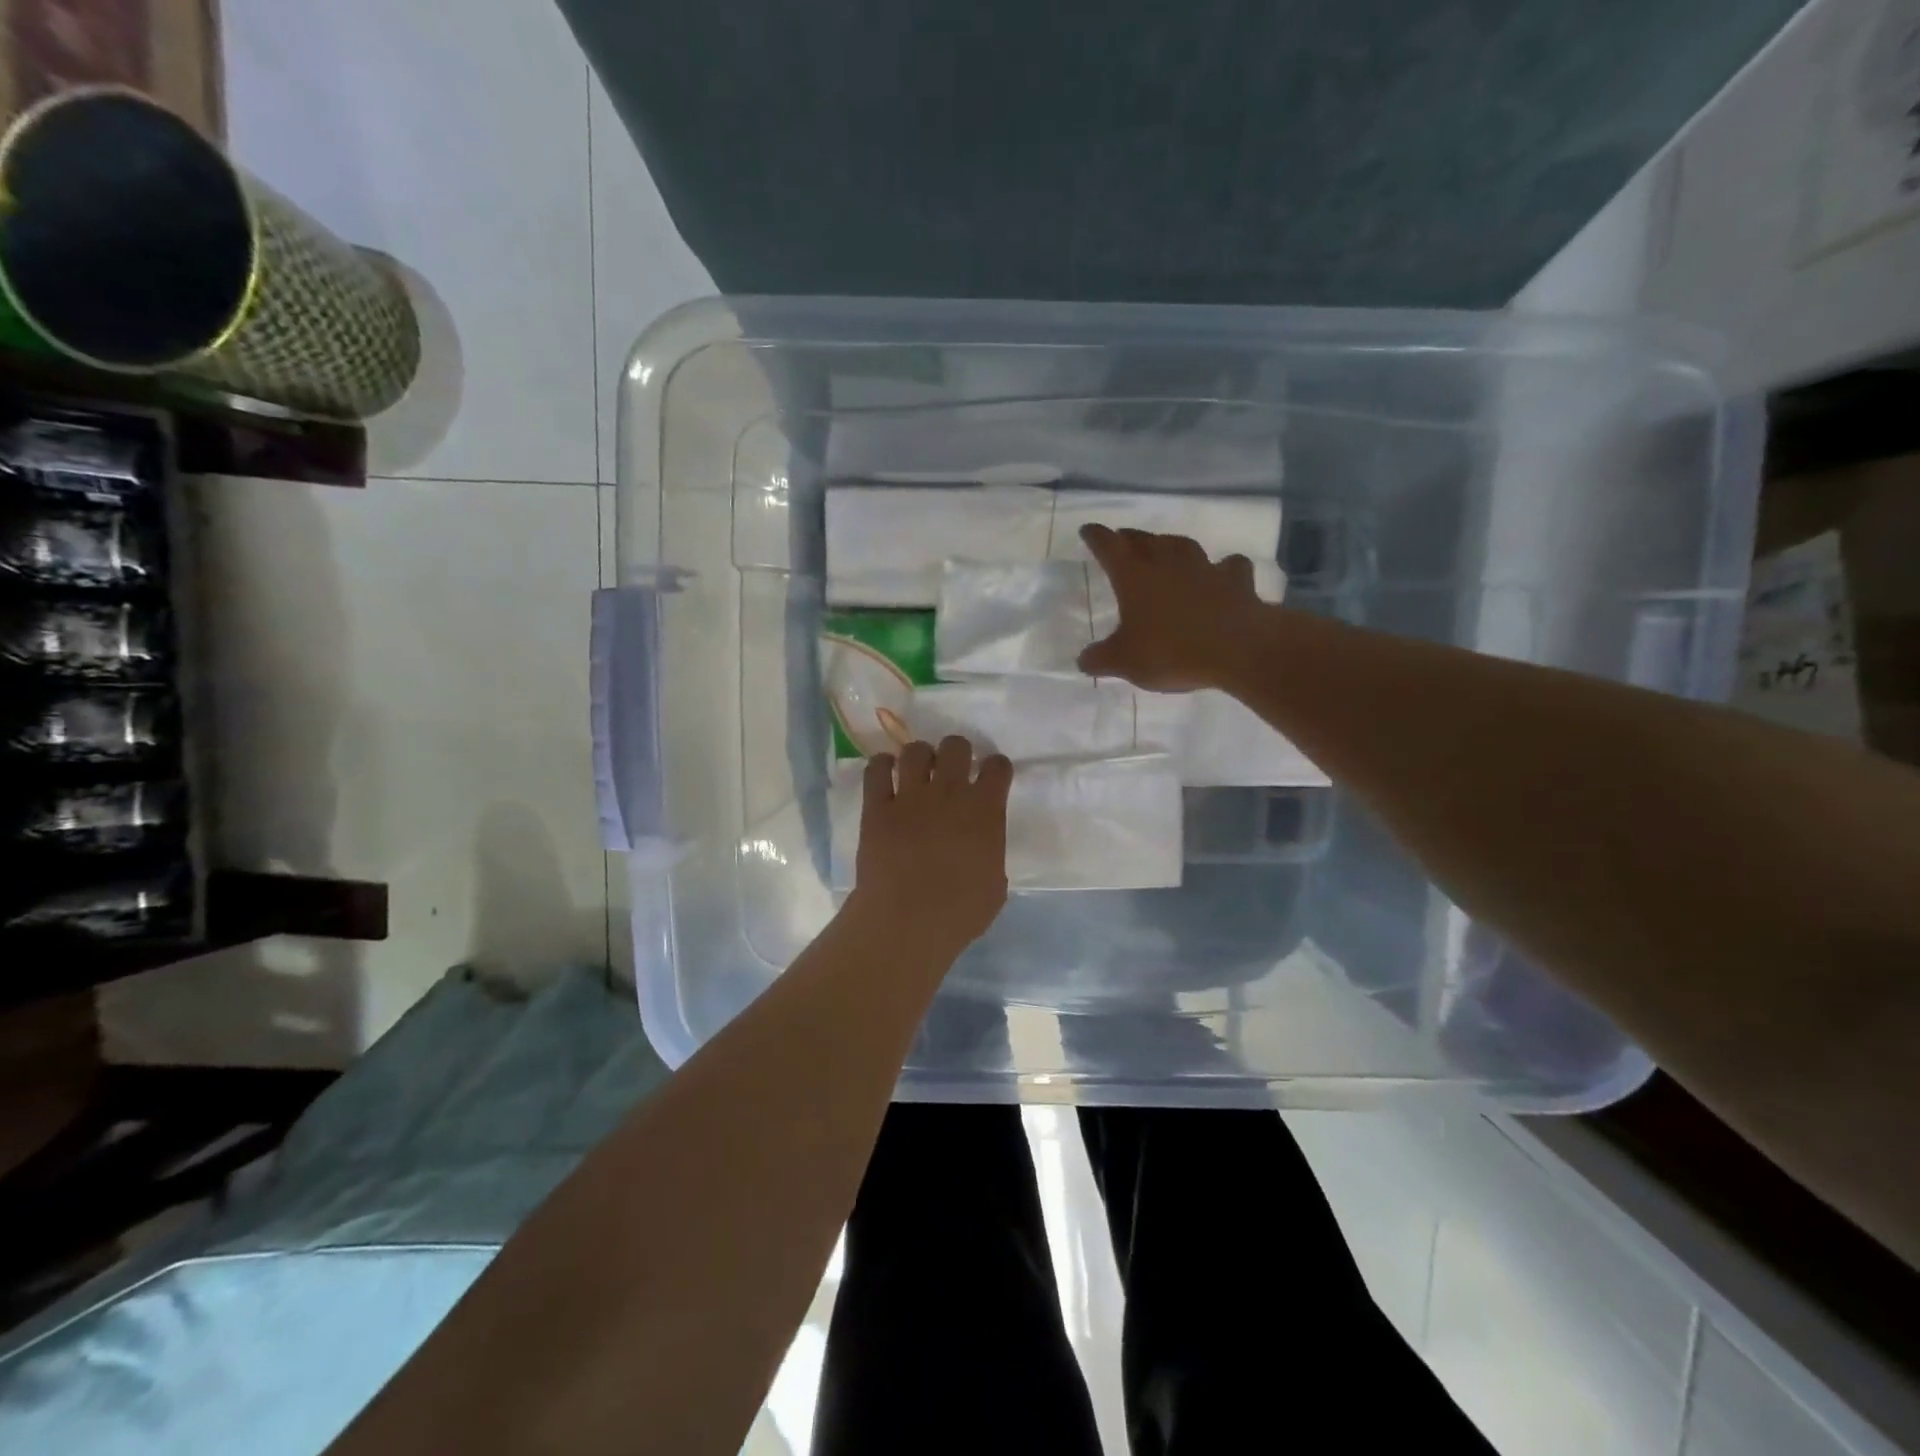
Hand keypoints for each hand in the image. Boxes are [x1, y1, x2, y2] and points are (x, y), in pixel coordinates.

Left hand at [850, 736, 1013, 958]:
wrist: (908, 921)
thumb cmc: (960, 912)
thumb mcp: (995, 884)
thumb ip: (990, 853)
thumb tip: (980, 849)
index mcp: (985, 810)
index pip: (998, 766)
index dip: (995, 768)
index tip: (991, 777)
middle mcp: (950, 792)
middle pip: (956, 746)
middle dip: (956, 753)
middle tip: (951, 771)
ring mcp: (911, 796)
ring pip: (915, 750)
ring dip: (919, 757)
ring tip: (917, 772)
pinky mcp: (877, 807)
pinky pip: (877, 769)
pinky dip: (882, 766)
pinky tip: (885, 773)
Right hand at [1076, 524, 1266, 691]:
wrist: (1238, 649)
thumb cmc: (1172, 652)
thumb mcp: (1125, 662)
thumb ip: (1101, 659)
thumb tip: (1084, 660)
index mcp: (1134, 577)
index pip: (1109, 546)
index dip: (1096, 537)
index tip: (1088, 530)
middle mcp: (1167, 563)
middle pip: (1144, 540)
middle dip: (1130, 538)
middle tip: (1123, 538)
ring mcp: (1204, 568)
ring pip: (1183, 546)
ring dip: (1170, 544)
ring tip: (1165, 547)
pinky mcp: (1235, 581)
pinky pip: (1228, 566)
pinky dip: (1223, 567)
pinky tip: (1223, 571)